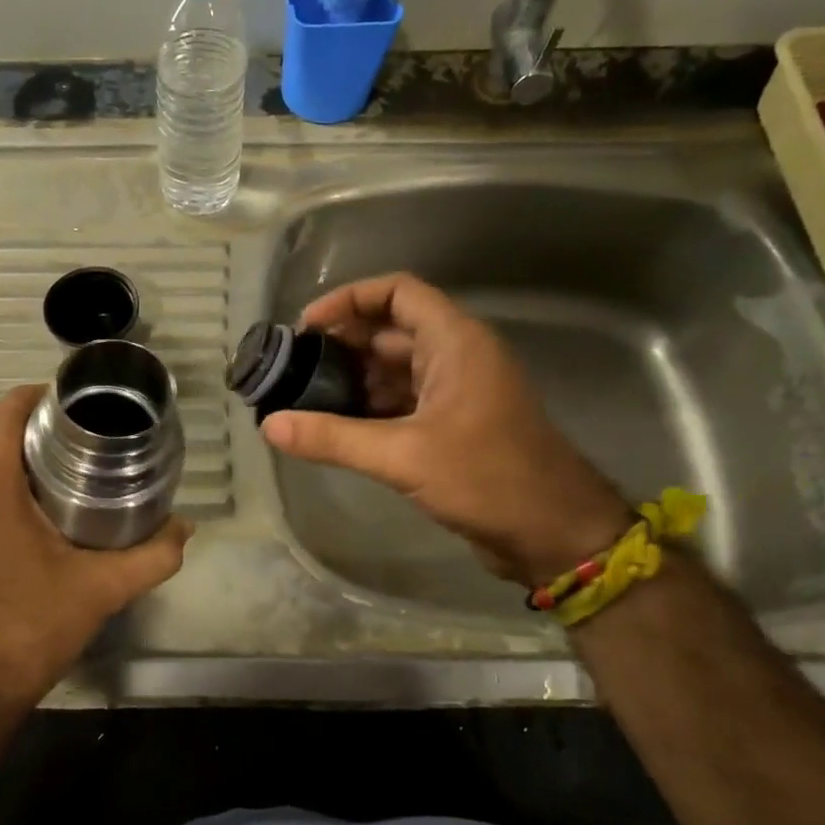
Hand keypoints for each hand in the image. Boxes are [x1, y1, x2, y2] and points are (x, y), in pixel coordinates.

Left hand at [0, 384, 190, 718]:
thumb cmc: (28, 628)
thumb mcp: (101, 589)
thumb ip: (152, 555)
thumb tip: (186, 528)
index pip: (8, 408)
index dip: (44, 396)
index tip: (81, 405)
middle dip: (26, 417)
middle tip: (76, 432)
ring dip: (3, 446)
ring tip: (54, 461)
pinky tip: (22, 503)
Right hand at [262, 272, 631, 585]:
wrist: (554, 533)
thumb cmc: (487, 478)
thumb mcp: (403, 455)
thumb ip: (333, 438)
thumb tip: (270, 426)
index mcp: (455, 342)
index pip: (398, 292)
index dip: (350, 299)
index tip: (307, 326)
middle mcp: (456, 356)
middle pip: (391, 330)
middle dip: (342, 343)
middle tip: (293, 366)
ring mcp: (456, 392)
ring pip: (395, 368)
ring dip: (354, 378)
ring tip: (304, 397)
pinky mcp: (454, 425)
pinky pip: (404, 401)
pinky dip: (370, 407)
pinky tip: (336, 427)